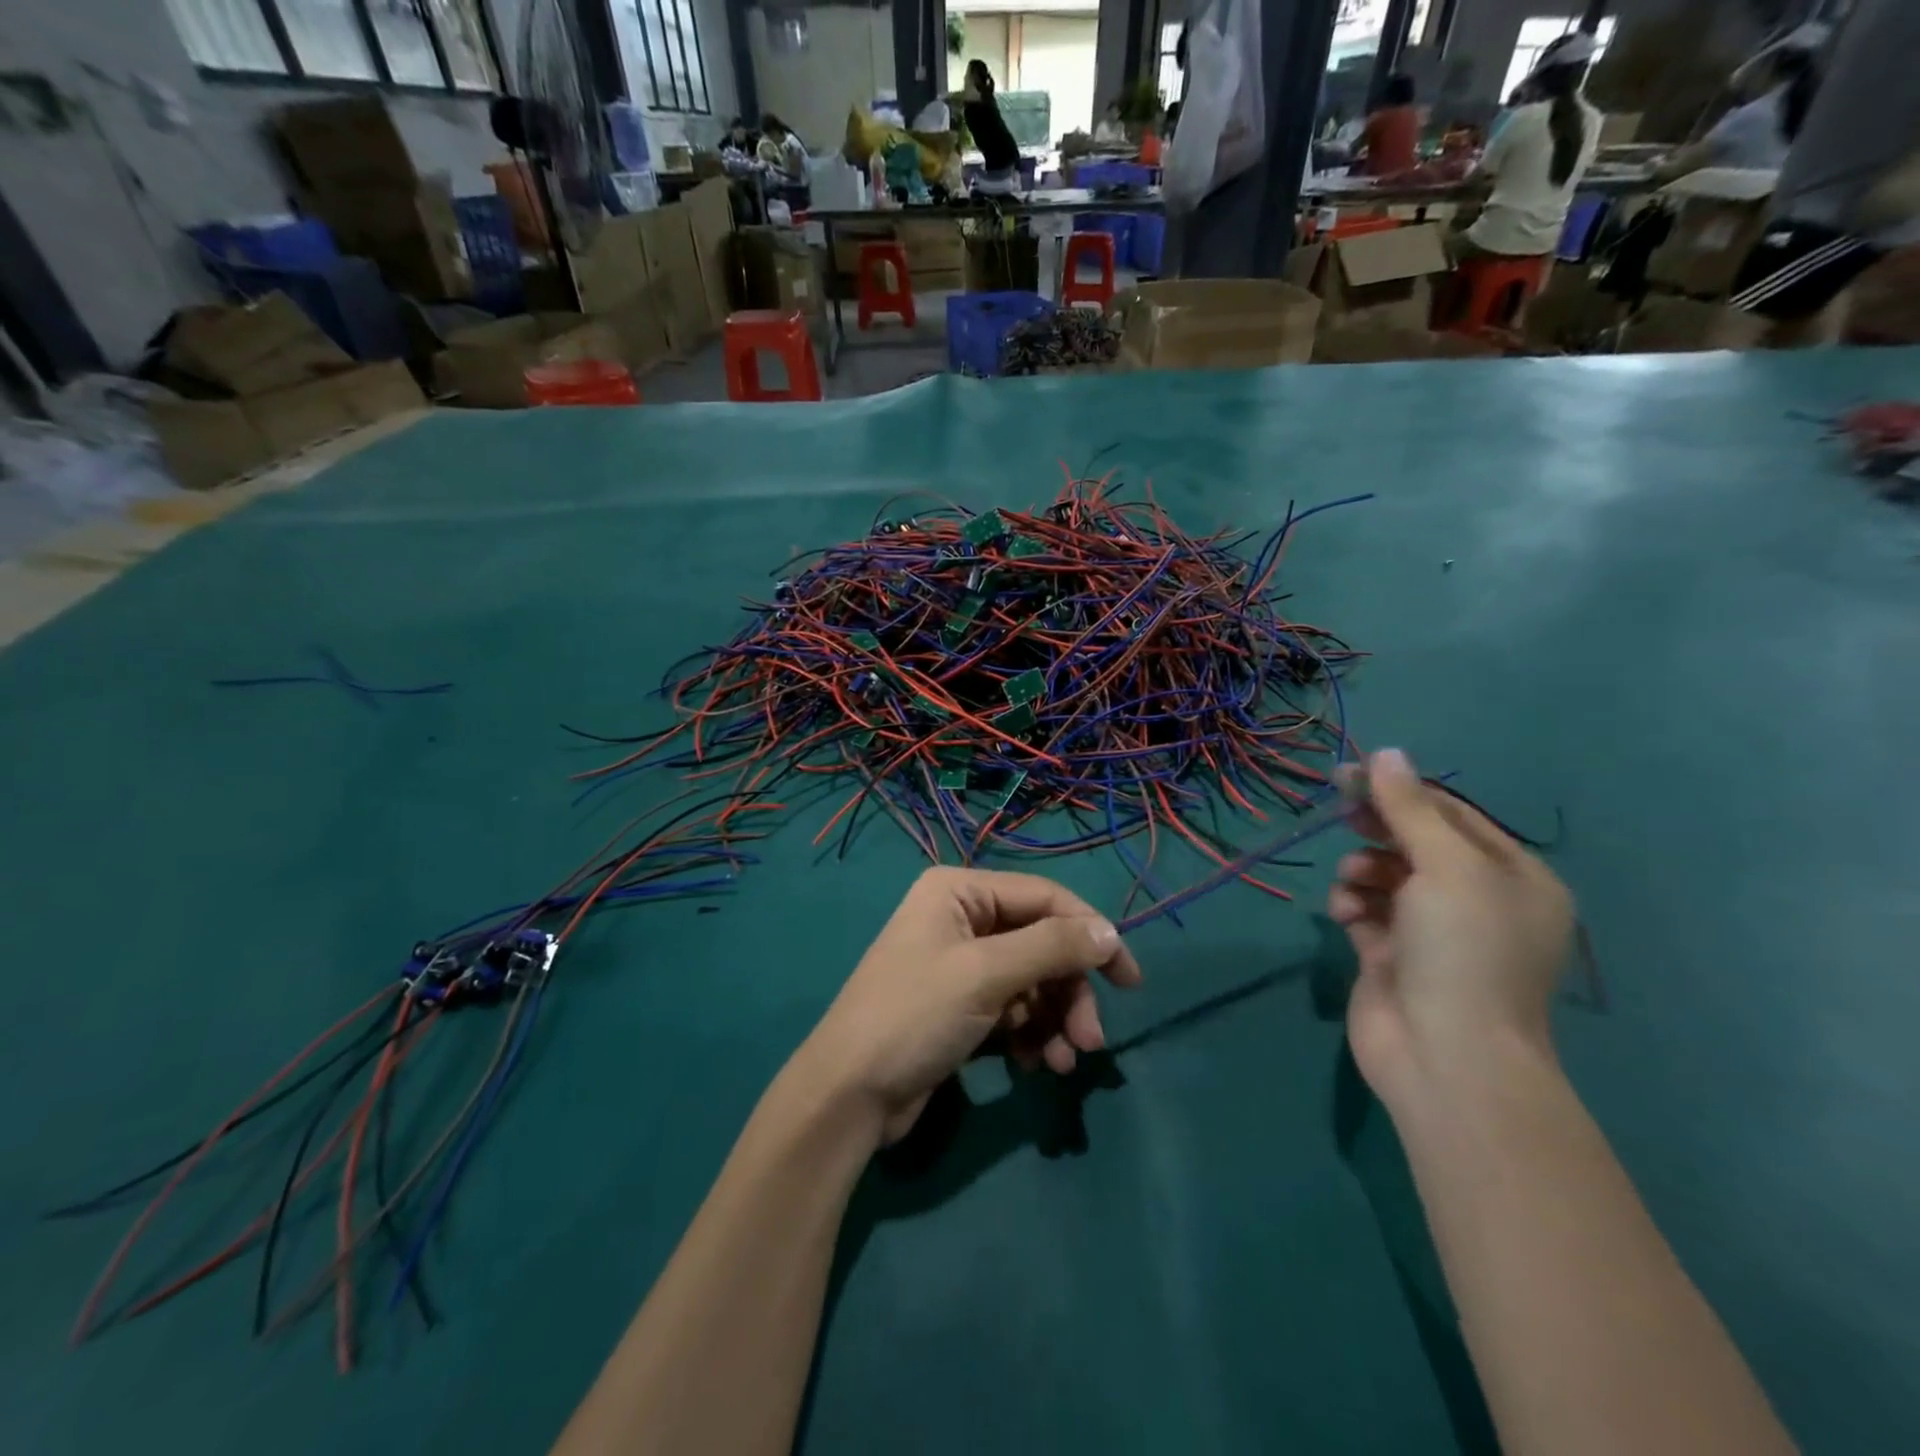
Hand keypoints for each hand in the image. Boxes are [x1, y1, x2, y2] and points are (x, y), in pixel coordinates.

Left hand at [796, 868, 1142, 1144]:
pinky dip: (1031, 1036)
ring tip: (1063, 1063)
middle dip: (1069, 991)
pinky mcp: (962, 1009)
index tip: (1129, 980)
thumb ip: (1052, 948)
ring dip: (1055, 1020)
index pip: (1045, 898)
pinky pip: (1014, 1011)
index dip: (1091, 934)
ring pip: (1032, 982)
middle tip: (1091, 1039)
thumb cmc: (914, 1015)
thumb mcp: (985, 974)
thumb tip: (1110, 932)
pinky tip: (1035, 1067)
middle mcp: (962, 919)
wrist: (849, 1095)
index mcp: (960, 891)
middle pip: (1042, 944)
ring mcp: (961, 966)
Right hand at [1328, 749, 1573, 1105]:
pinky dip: (1352, 906)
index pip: (1452, 816)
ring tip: (1354, 883)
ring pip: (1385, 876)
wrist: (1446, 1057)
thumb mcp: (1445, 867)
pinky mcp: (1393, 956)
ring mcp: (1433, 932)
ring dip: (1362, 871)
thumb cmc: (1463, 951)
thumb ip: (1409, 809)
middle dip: (1378, 829)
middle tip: (1342, 813)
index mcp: (1514, 878)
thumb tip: (1386, 752)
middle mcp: (1478, 902)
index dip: (1401, 791)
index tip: (1350, 773)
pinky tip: (1347, 917)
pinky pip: (1366, 911)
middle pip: (1416, 844)